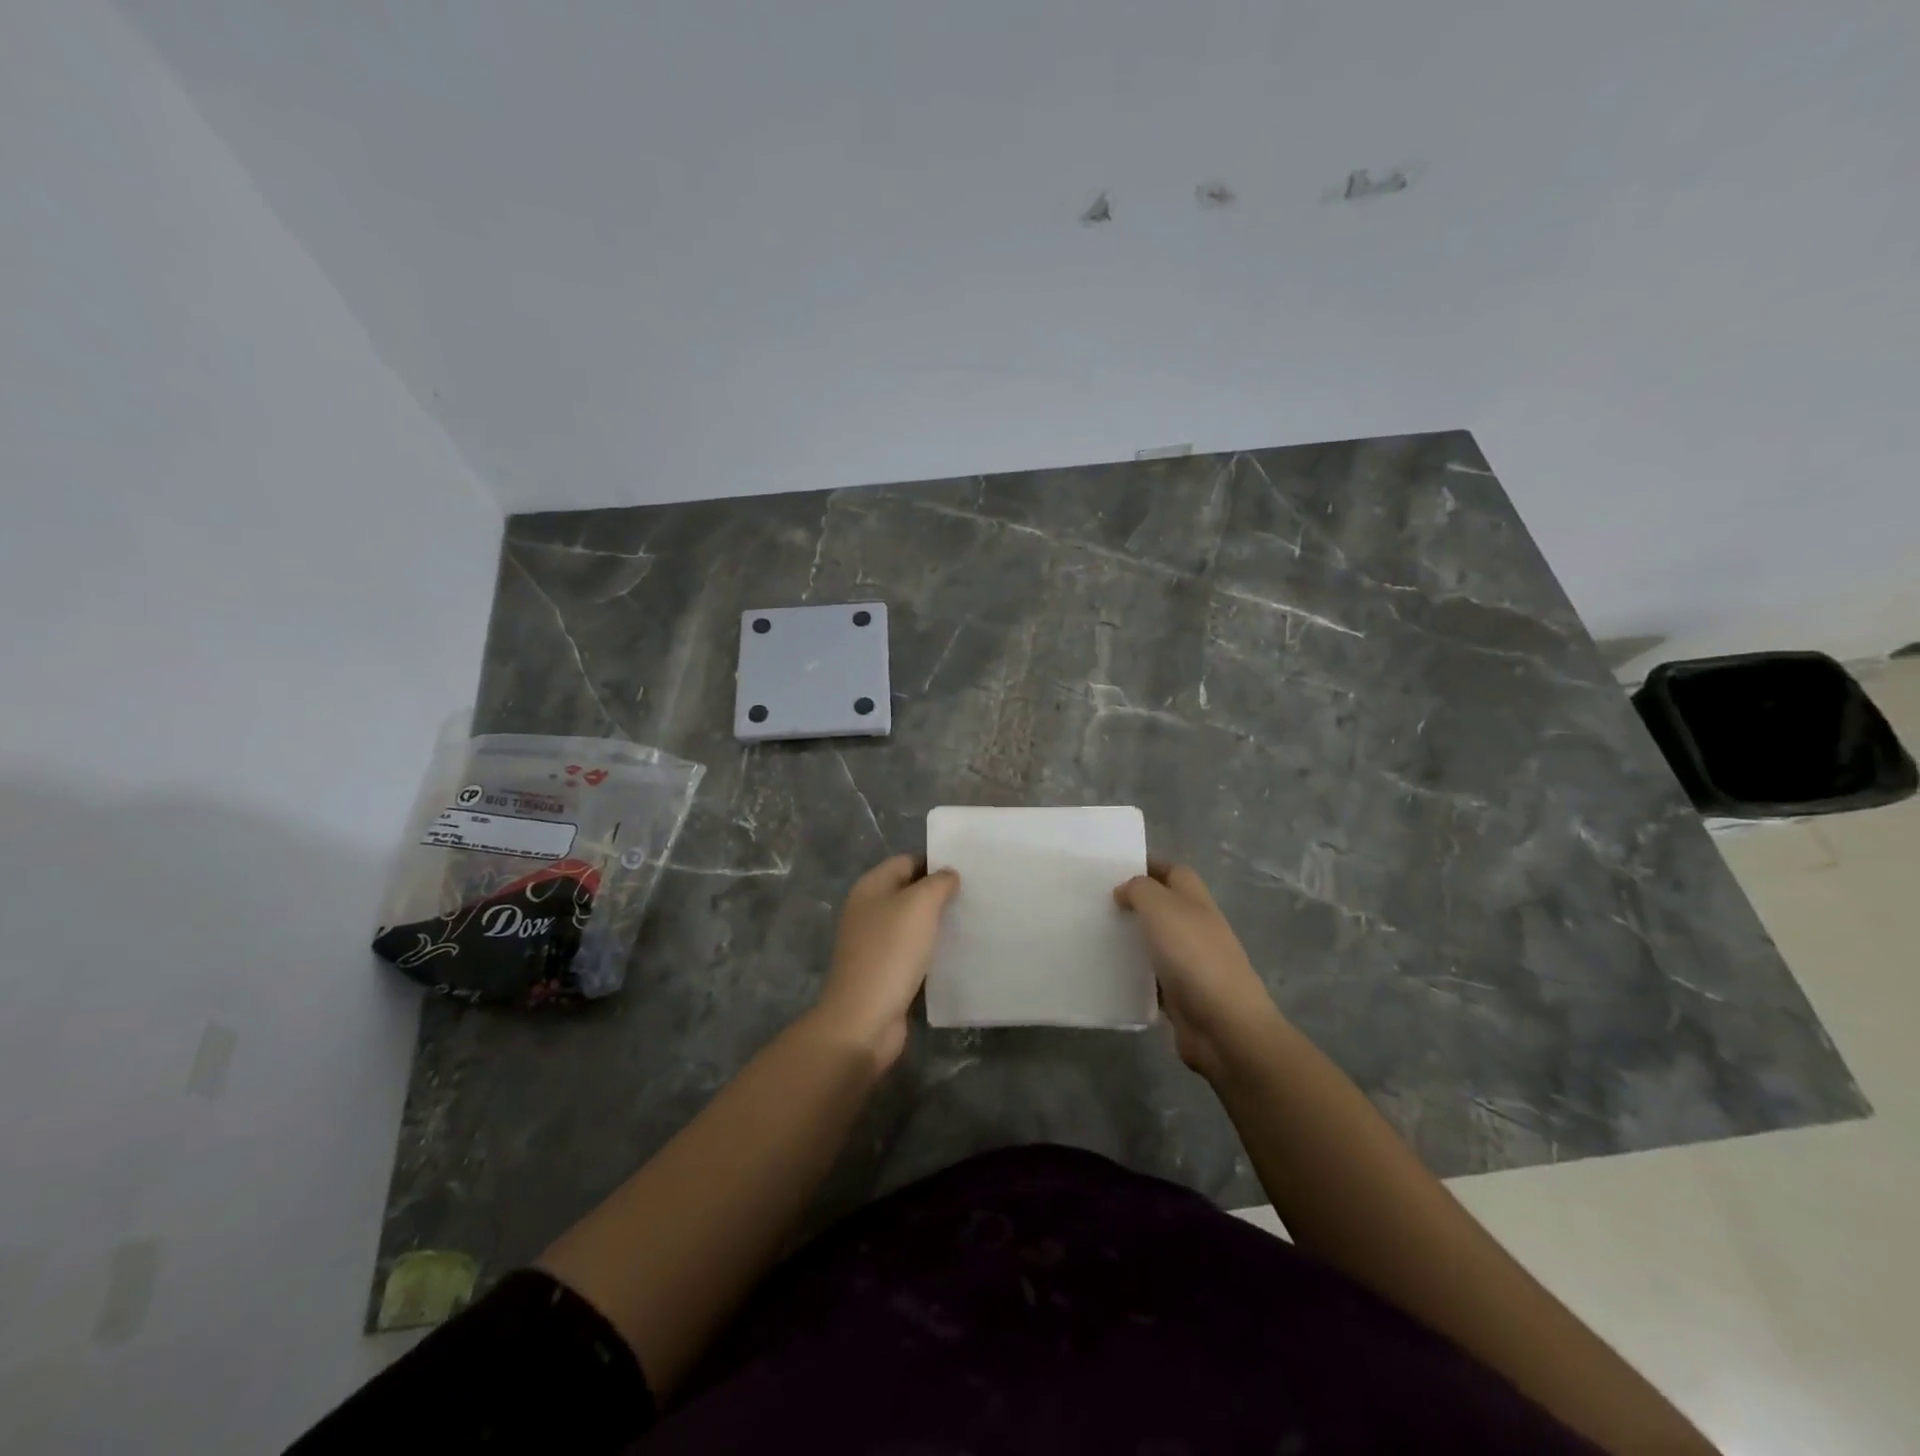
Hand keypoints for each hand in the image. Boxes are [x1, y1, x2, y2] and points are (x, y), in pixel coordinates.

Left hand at [812, 854, 960, 1071]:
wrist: (865, 1019)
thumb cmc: (891, 952)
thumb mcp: (919, 905)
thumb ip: (938, 883)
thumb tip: (948, 875)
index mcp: (870, 887)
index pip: (907, 862)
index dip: (935, 863)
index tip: (968, 872)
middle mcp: (869, 911)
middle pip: (909, 892)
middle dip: (939, 894)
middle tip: (976, 897)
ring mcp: (875, 944)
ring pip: (912, 924)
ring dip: (937, 924)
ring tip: (972, 923)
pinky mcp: (885, 972)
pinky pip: (913, 952)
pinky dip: (932, 951)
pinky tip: (957, 954)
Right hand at [1114, 861, 1283, 1080]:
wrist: (1224, 1027)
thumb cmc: (1193, 957)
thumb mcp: (1161, 908)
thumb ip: (1140, 890)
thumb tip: (1125, 891)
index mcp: (1196, 902)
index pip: (1174, 873)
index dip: (1148, 867)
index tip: (1114, 870)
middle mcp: (1196, 929)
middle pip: (1165, 908)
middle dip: (1135, 904)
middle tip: (1097, 904)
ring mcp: (1191, 964)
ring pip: (1156, 943)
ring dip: (1132, 940)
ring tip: (1095, 936)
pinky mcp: (1182, 997)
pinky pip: (1152, 979)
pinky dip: (1134, 976)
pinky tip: (1109, 975)